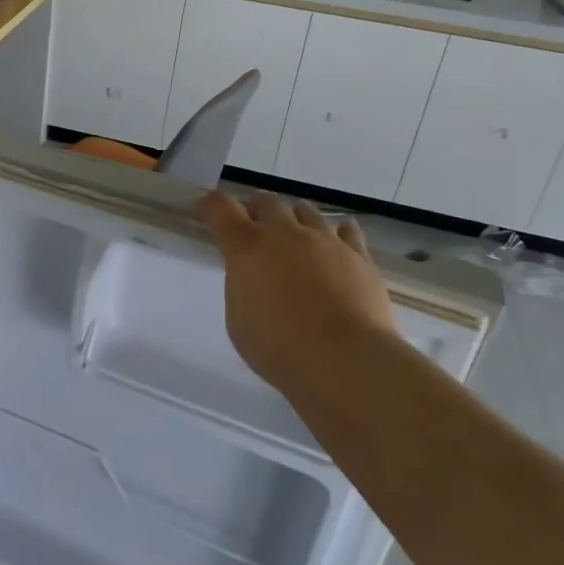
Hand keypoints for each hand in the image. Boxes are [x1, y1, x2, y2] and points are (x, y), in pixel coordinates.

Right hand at [197, 192, 398, 397]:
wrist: (345, 361)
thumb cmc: (278, 347)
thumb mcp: (238, 318)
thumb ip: (243, 285)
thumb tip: (254, 277)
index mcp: (247, 247)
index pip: (220, 208)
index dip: (210, 204)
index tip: (204, 206)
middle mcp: (285, 233)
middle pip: (266, 203)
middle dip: (255, 211)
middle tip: (252, 227)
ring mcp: (325, 240)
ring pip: (306, 211)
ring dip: (294, 219)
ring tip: (294, 235)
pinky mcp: (359, 256)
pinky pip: (346, 230)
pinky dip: (336, 233)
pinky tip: (335, 243)